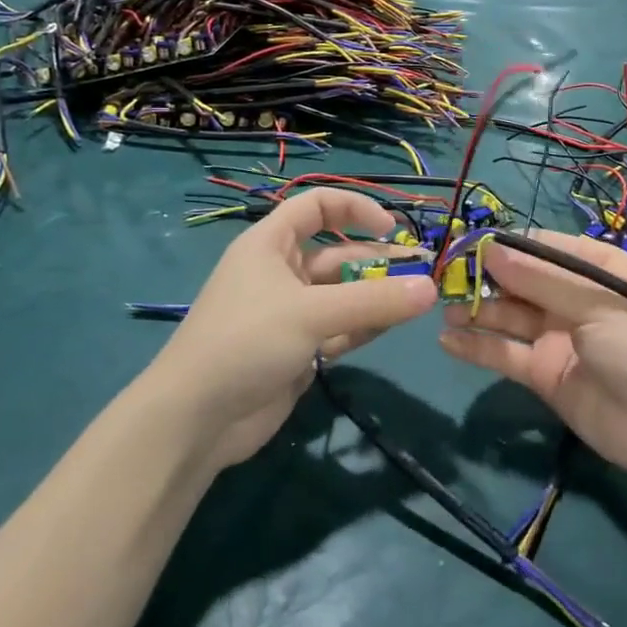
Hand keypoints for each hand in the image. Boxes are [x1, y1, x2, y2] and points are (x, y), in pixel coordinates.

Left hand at [152, 189, 435, 469]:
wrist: (195, 420)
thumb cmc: (246, 342)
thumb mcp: (312, 314)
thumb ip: (375, 300)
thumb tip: (431, 288)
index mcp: (271, 244)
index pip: (316, 206)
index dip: (354, 208)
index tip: (391, 228)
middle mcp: (281, 272)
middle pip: (338, 254)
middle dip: (378, 260)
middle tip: (421, 272)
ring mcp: (290, 313)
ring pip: (344, 294)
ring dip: (376, 295)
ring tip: (416, 301)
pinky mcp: (298, 349)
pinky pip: (340, 328)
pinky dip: (364, 326)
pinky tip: (389, 328)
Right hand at [439, 230, 626, 482]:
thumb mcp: (595, 302)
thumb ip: (540, 278)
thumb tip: (490, 249)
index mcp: (593, 269)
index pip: (542, 247)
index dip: (507, 247)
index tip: (468, 247)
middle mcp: (572, 297)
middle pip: (520, 280)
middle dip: (485, 278)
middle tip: (445, 278)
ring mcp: (556, 335)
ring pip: (508, 315)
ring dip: (476, 310)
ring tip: (442, 307)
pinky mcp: (543, 372)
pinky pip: (505, 353)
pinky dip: (477, 346)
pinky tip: (447, 340)